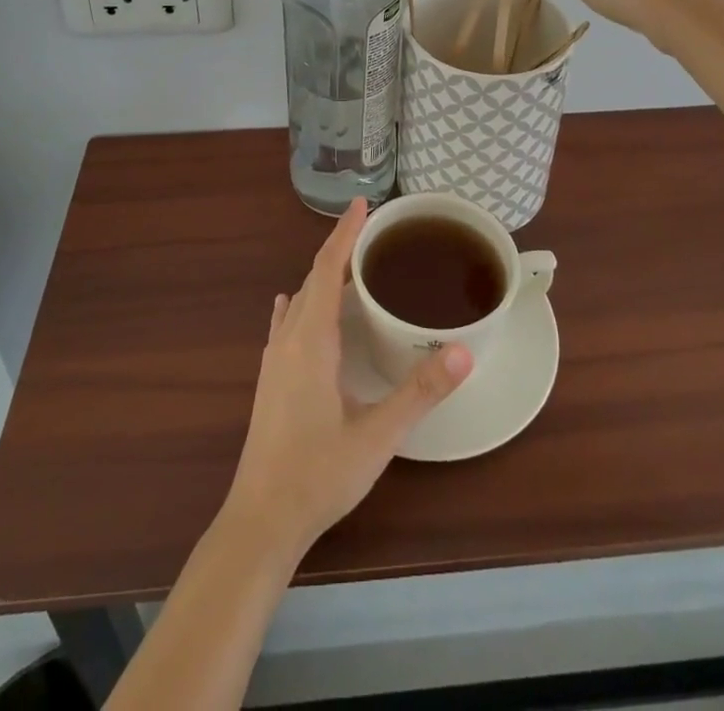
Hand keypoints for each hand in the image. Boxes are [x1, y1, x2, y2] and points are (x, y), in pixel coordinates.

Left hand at [224, 200, 471, 555]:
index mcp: (311, 340)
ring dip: (323, 278)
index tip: (362, 203)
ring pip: (300, 301)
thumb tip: (462, 352)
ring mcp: (274, 360)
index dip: (344, 234)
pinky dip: (303, 303)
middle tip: (373, 234)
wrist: (261, 520)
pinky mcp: (270, 380)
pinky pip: (288, 323)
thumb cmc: (318, 474)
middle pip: (313, 279)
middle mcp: (288, 340)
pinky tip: (299, 307)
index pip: (326, 269)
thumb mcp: (377, 435)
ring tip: (352, 267)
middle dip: (340, 250)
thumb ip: (420, 392)